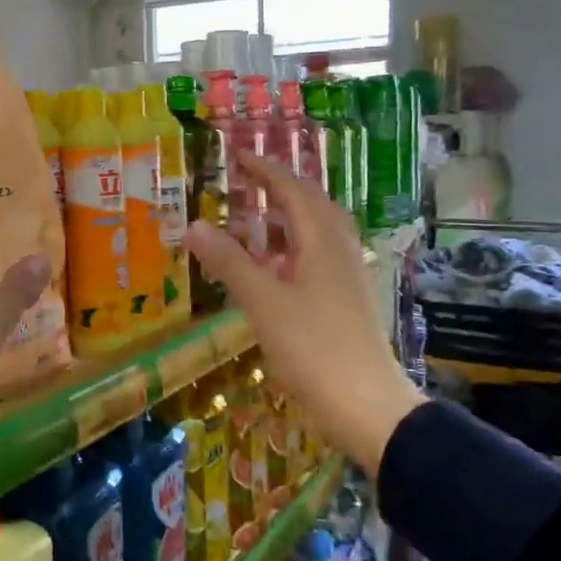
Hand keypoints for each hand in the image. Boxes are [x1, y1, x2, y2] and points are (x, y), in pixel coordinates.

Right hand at [186, 151, 422, 476]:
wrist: (368, 404)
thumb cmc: (314, 348)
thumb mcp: (264, 303)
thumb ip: (230, 262)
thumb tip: (193, 224)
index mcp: (322, 241)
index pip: (293, 190)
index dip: (266, 170)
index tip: (239, 156)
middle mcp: (341, 250)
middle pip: (313, 205)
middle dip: (280, 189)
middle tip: (248, 182)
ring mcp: (349, 276)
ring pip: (319, 232)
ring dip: (289, 219)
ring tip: (257, 222)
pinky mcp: (350, 300)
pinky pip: (321, 257)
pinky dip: (296, 248)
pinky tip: (278, 269)